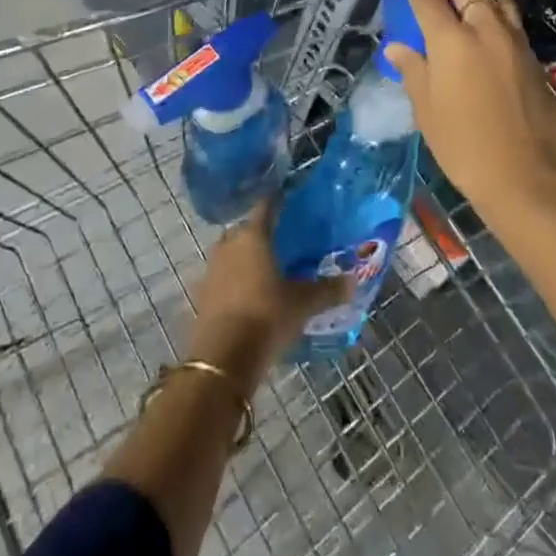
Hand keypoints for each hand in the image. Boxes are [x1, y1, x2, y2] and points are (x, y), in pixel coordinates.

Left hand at [186, 199, 349, 394]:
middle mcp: (230, 244)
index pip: (266, 207)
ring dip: (246, 256)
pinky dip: (235, 278)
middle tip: (282, 239)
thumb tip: (353, 281)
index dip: (278, 201)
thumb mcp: (302, 304)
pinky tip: (250, 292)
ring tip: (268, 267)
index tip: (289, 197)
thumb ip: (328, 290)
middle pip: (246, 229)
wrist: (222, 357)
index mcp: (254, 236)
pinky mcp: (202, 293)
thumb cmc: (266, 316)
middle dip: (262, 232)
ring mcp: (212, 268)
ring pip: (232, 251)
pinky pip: (223, 275)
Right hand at [384, 0, 555, 215]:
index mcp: (452, 40)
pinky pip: (512, 21)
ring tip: (466, 10)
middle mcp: (485, 29)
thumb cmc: (464, 146)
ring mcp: (514, 41)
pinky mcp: (534, 57)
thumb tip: (397, 47)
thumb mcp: (427, 110)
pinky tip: (489, 36)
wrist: (527, 176)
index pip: (430, 1)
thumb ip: (413, 71)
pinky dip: (497, 16)